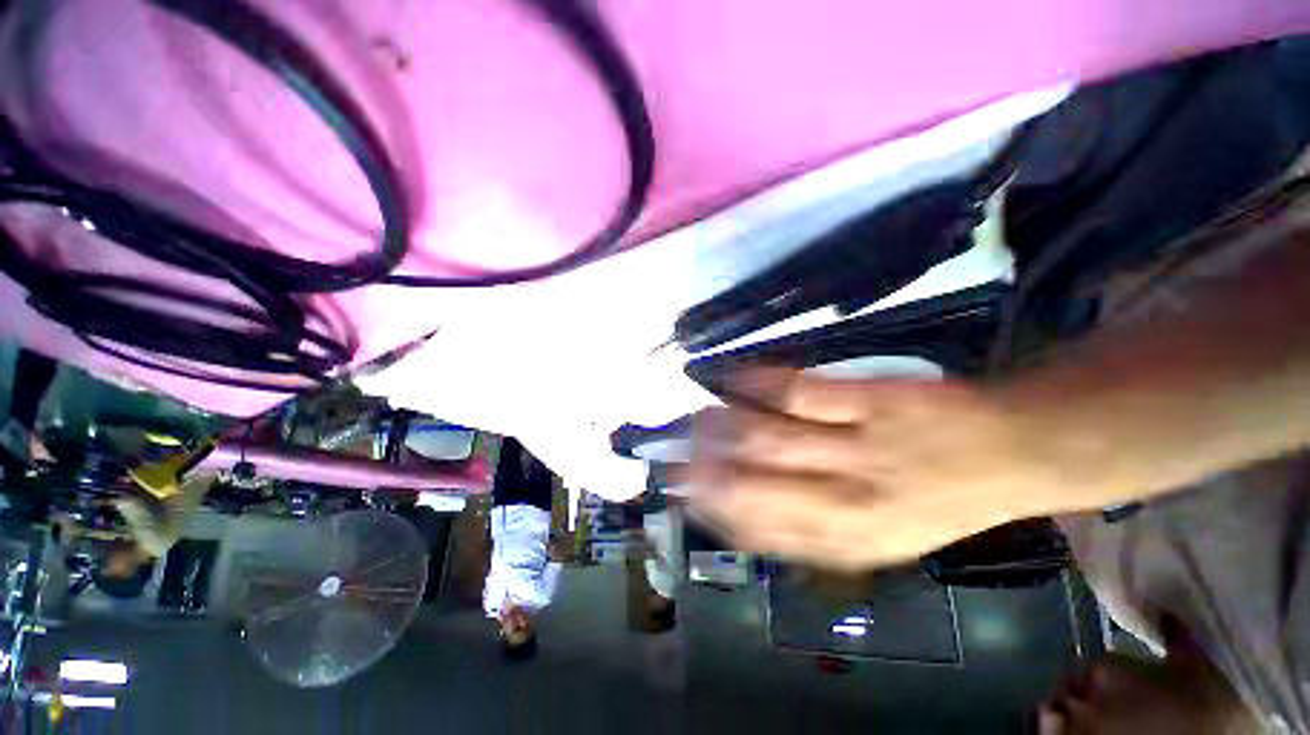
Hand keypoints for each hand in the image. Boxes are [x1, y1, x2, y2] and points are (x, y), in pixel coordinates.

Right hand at [690, 374, 1084, 569]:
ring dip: (721, 425)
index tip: (683, 494)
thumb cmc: (936, 500)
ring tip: (695, 417)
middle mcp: (849, 502)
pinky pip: (796, 390)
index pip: (761, 531)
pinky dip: (755, 383)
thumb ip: (810, 532)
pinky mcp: (871, 400)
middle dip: (705, 469)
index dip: (713, 511)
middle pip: (755, 484)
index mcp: (850, 543)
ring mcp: (860, 447)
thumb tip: (740, 516)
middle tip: (674, 454)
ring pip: (767, 436)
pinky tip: (731, 378)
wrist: (1012, 453)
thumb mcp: (878, 538)